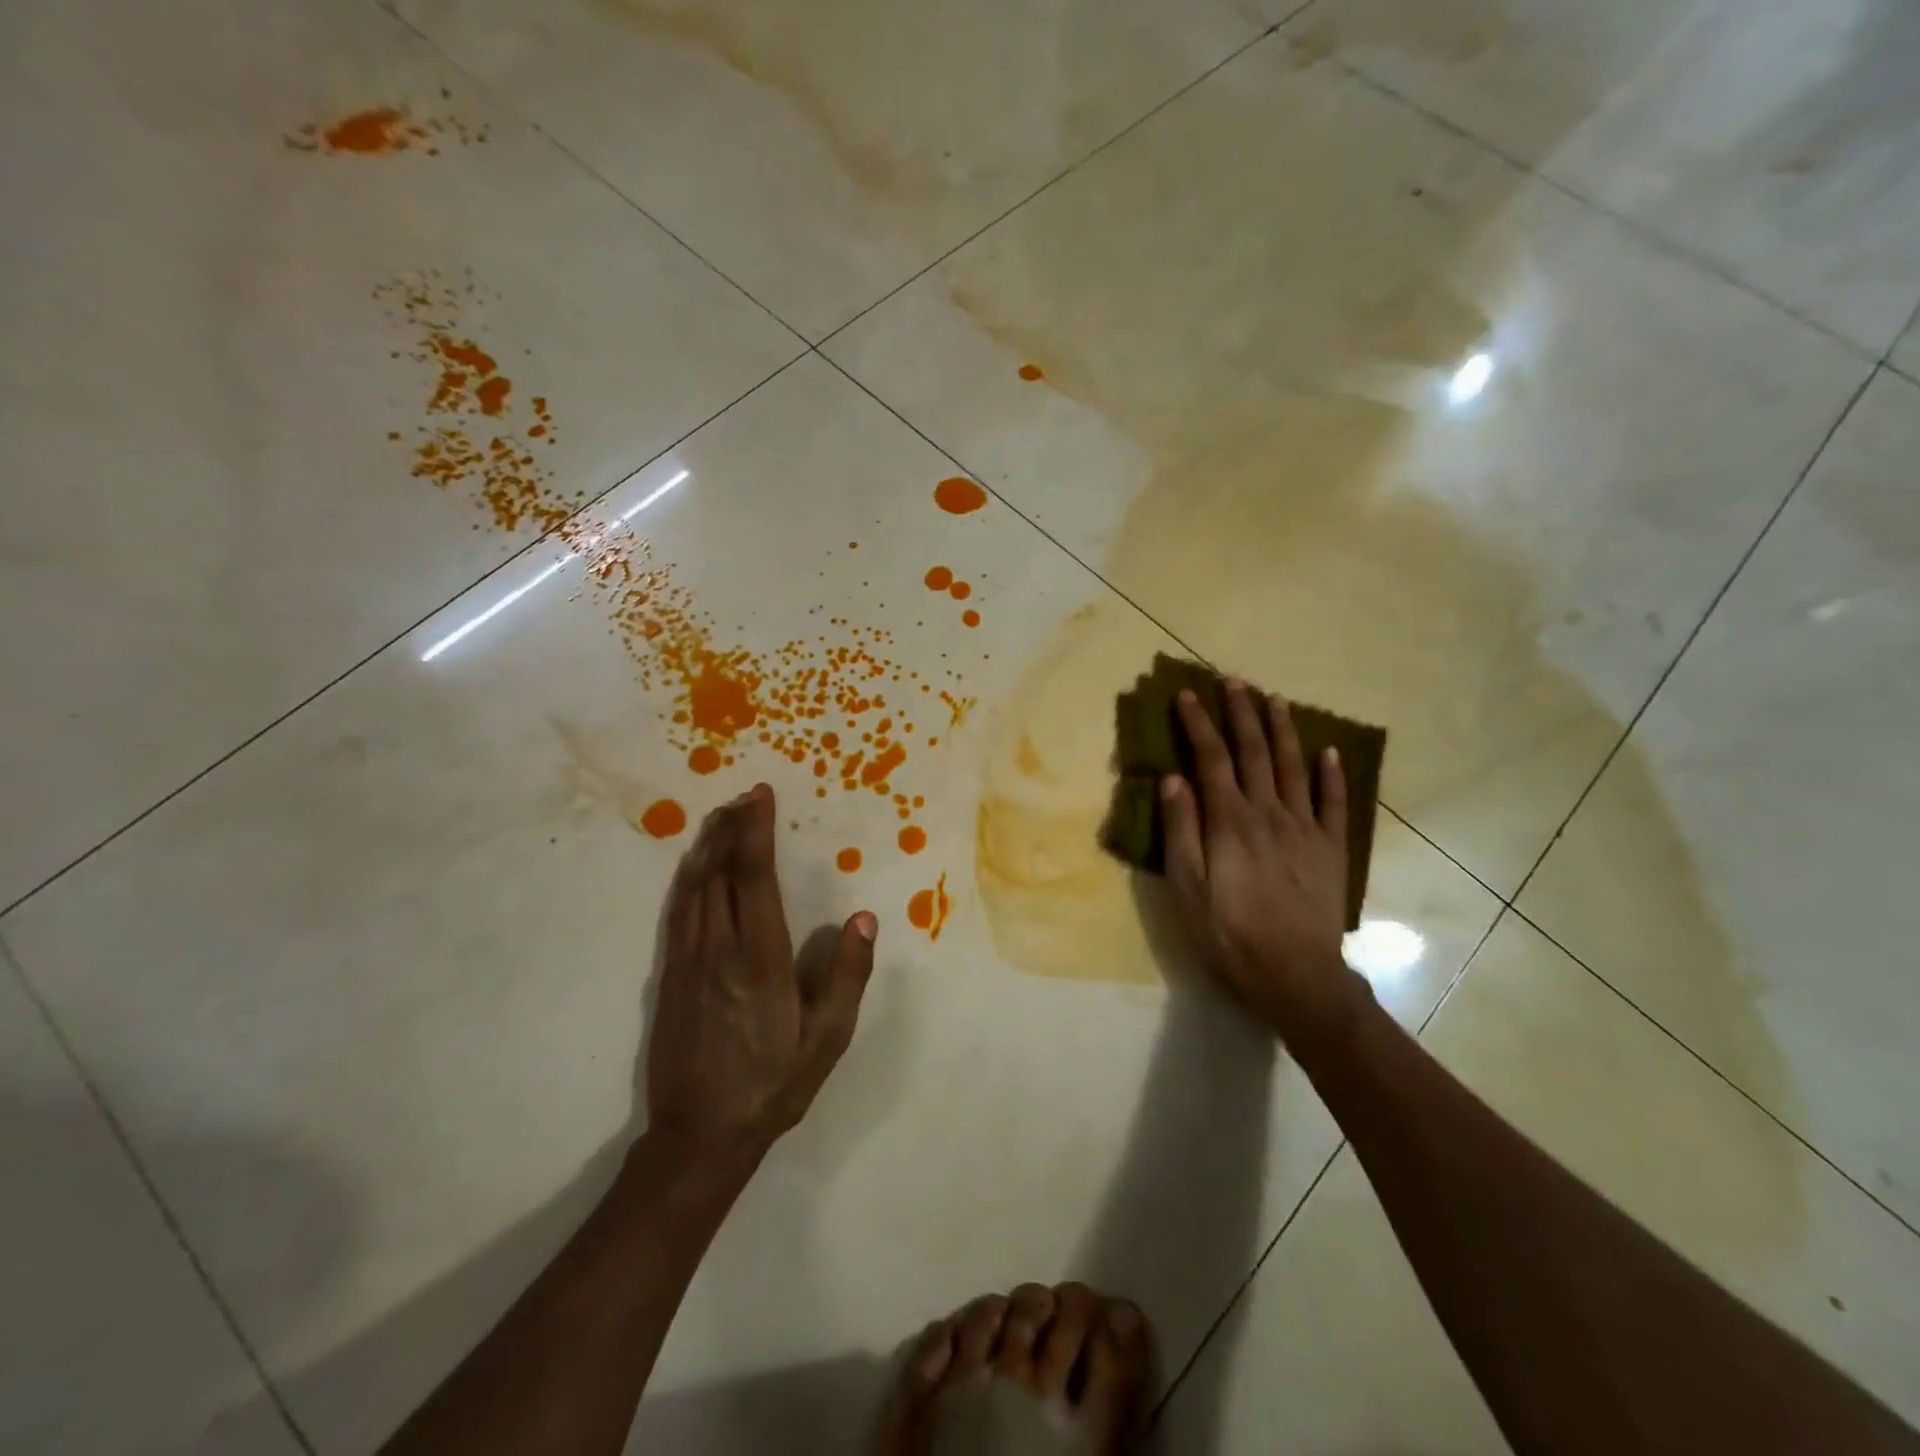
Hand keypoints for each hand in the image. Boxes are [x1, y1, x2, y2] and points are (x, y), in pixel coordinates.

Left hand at [647, 784, 876, 1155]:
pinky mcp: (669, 975)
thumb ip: (847, 976)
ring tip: (723, 816)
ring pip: (693, 886)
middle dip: (731, 827)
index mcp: (759, 960)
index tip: (761, 797)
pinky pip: (678, 910)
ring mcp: (687, 961)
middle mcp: (718, 950)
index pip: (754, 878)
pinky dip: (689, 877)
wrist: (699, 1135)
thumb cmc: (772, 1085)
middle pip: (719, 872)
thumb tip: (863, 919)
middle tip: (746, 795)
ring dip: (708, 845)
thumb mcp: (827, 1039)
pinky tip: (696, 866)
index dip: (756, 832)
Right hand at [1161, 681, 1371, 1045]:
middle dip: (1241, 713)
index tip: (1186, 694)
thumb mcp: (1187, 886)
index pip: (1210, 758)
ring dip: (1283, 730)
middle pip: (1254, 751)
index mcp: (1229, 820)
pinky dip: (1332, 774)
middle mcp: (1268, 812)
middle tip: (1234, 680)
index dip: (1198, 723)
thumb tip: (1173, 778)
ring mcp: (1305, 828)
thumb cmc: (1229, 932)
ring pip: (1294, 766)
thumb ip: (1180, 829)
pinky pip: (1333, 802)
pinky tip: (1329, 752)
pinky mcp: (1331, 848)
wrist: (1295, 974)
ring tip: (1275, 699)